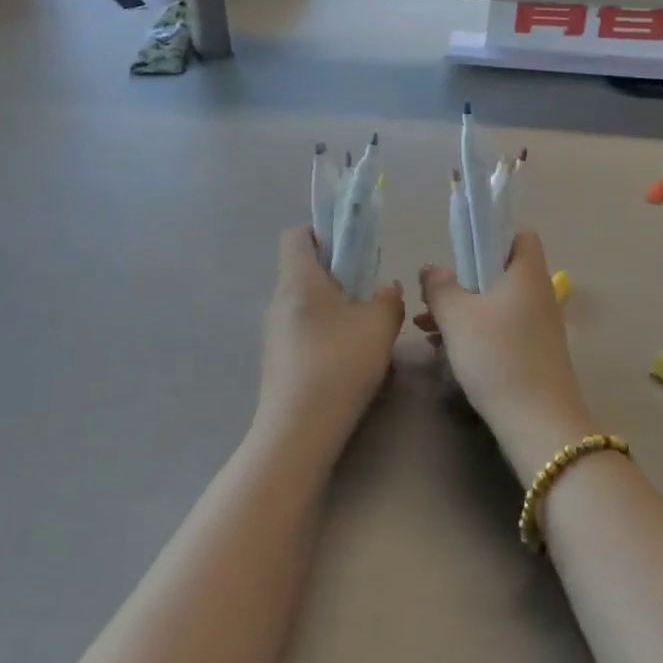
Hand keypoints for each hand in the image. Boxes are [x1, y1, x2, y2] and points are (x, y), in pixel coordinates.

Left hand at [255, 227, 405, 464]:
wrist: (298, 429)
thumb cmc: (339, 363)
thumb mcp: (380, 325)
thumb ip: (389, 299)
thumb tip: (386, 289)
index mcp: (299, 279)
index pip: (297, 235)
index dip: (323, 232)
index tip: (352, 247)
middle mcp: (279, 300)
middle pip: (303, 269)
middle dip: (336, 273)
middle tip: (368, 290)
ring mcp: (273, 332)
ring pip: (305, 303)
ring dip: (333, 306)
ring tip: (363, 328)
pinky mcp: (277, 360)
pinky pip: (302, 331)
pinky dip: (324, 332)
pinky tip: (348, 358)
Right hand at [419, 231, 596, 482]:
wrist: (537, 422)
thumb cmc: (497, 355)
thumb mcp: (457, 316)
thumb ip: (440, 286)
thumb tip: (432, 269)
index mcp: (526, 273)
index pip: (519, 235)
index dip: (490, 235)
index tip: (458, 251)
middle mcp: (538, 294)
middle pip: (499, 272)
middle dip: (462, 281)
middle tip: (431, 295)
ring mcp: (539, 327)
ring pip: (495, 304)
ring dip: (462, 310)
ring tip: (426, 326)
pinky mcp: (534, 354)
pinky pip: (500, 330)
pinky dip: (474, 332)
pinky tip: (444, 350)